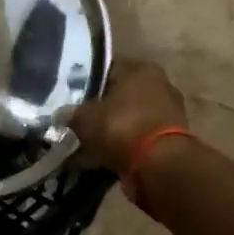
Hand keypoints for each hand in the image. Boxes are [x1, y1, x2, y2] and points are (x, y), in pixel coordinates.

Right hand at [68, 59, 189, 173]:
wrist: (160, 165)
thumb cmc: (120, 127)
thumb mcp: (84, 117)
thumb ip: (71, 113)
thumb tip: (62, 114)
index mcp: (140, 69)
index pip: (107, 69)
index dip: (85, 82)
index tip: (70, 97)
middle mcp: (159, 85)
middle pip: (120, 95)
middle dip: (99, 109)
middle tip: (77, 122)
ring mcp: (169, 113)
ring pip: (129, 119)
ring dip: (111, 131)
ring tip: (87, 145)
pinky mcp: (171, 140)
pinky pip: (138, 139)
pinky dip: (122, 147)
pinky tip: (102, 159)